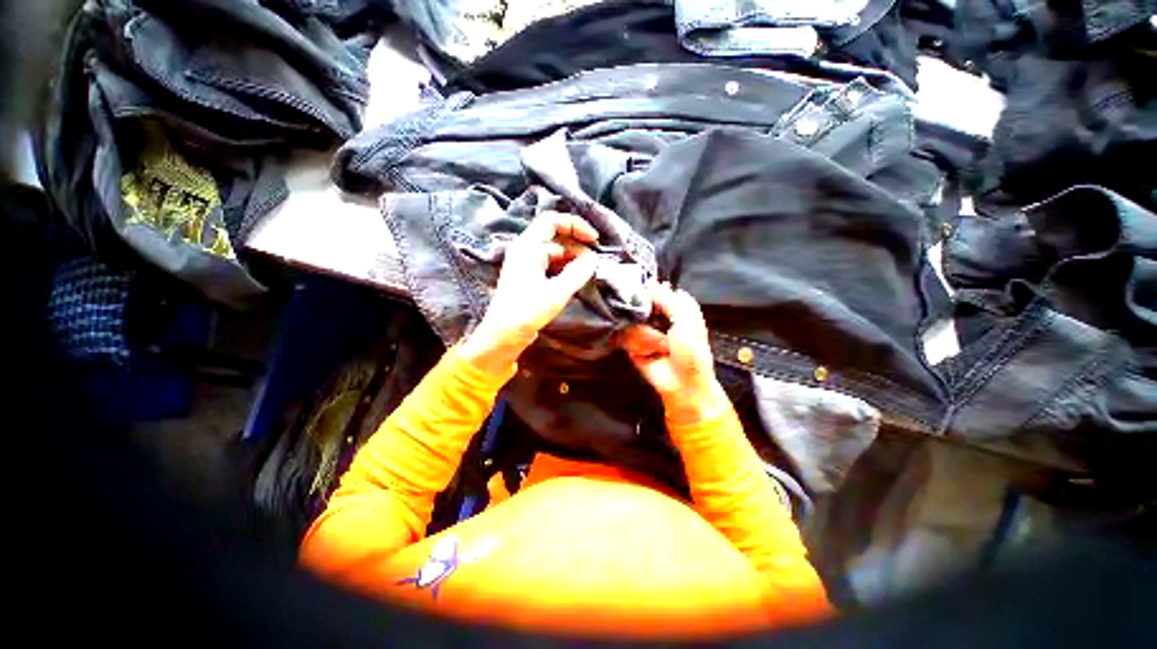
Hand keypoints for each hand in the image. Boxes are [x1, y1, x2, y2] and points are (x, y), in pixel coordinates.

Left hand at [460, 212, 599, 372]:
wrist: (502, 335)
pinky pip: (550, 265)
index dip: (575, 225)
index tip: (593, 239)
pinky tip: (575, 279)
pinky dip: (564, 268)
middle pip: (555, 236)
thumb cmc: (527, 312)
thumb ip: (578, 273)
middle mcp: (525, 250)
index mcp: (528, 247)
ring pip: (554, 252)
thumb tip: (593, 259)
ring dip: (572, 258)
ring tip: (587, 272)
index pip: (552, 221)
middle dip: (577, 245)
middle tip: (594, 261)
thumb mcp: (557, 292)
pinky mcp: (528, 277)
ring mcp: (526, 264)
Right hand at [618, 283, 726, 423]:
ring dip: (646, 336)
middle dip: (643, 313)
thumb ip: (669, 299)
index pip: (654, 289)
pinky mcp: (630, 344)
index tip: (642, 291)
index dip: (648, 290)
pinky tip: (647, 353)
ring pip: (630, 321)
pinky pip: (625, 336)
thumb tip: (652, 284)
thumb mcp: (687, 321)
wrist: (682, 383)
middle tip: (653, 323)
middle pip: (637, 303)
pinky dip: (637, 345)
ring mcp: (641, 329)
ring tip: (660, 348)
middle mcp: (655, 316)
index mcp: (673, 307)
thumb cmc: (691, 351)